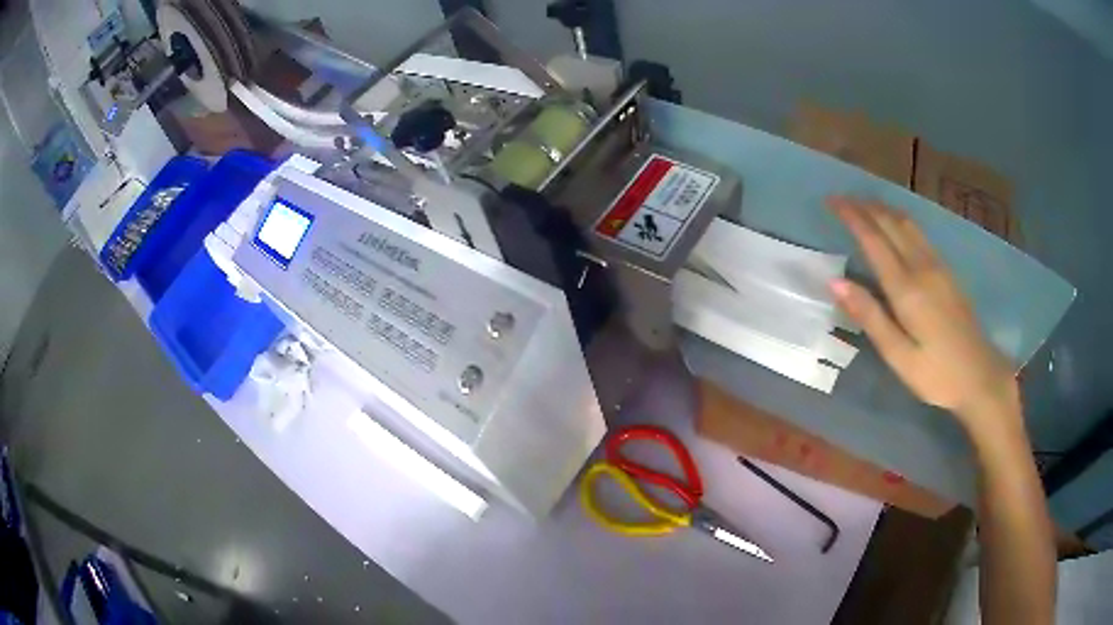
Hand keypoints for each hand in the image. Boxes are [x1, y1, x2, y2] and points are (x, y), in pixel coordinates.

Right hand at [828, 196, 1019, 432]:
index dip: (852, 217)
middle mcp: (922, 267)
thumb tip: (835, 282)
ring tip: (864, 203)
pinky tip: (896, 223)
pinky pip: (919, 234)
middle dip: (865, 207)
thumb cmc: (937, 375)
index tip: (831, 200)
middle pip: (891, 224)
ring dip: (883, 209)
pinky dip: (900, 220)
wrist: (981, 377)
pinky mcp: (947, 273)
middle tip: (841, 197)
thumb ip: (870, 316)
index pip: (874, 240)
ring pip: (907, 224)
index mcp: (907, 288)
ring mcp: (938, 267)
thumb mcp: (898, 356)